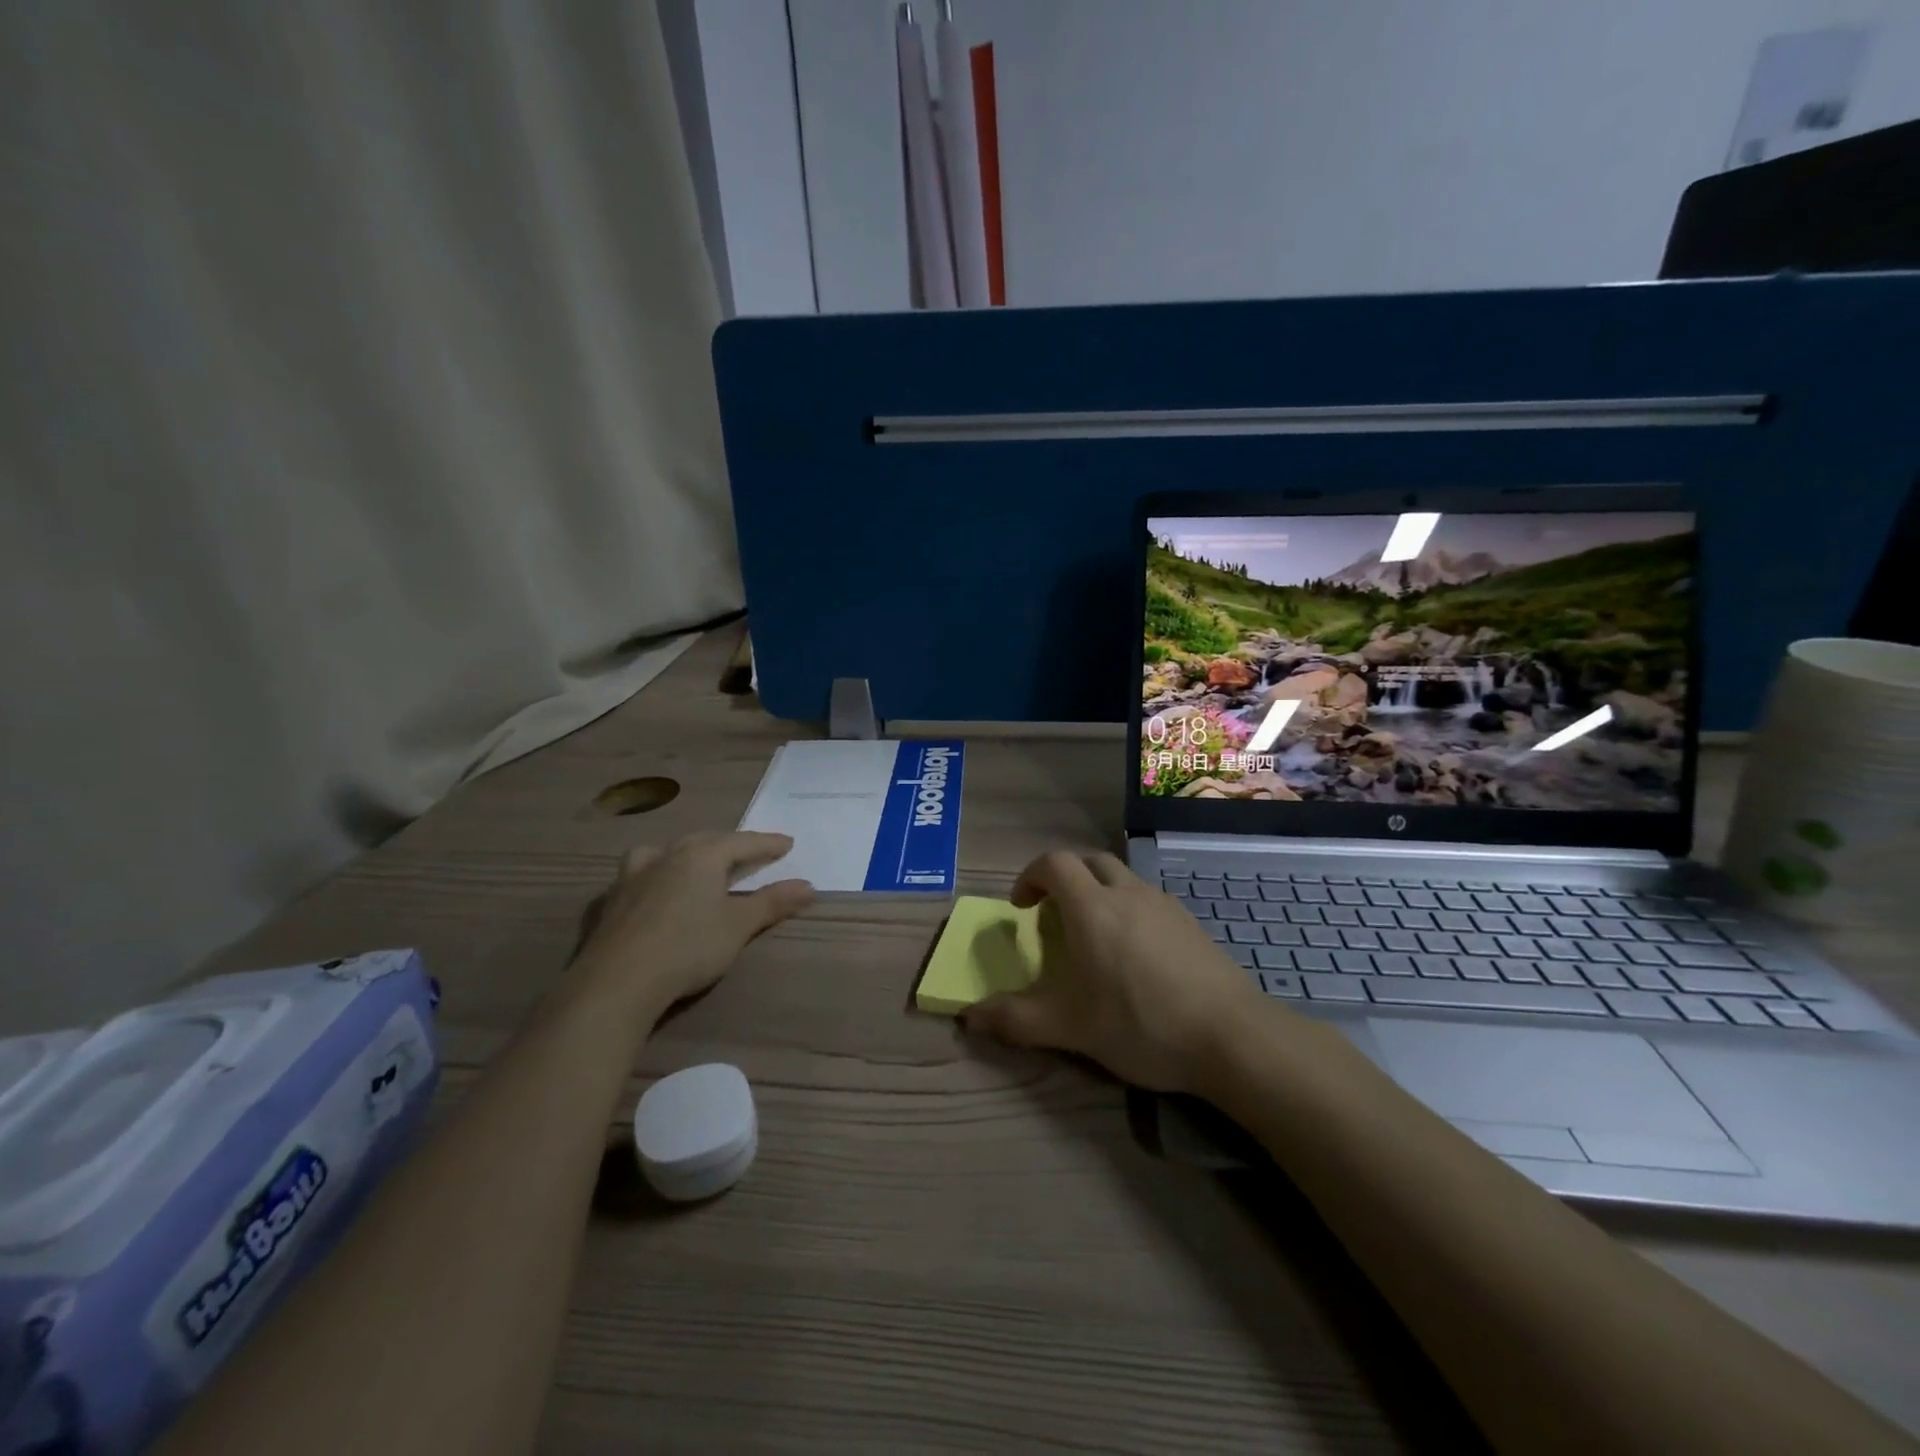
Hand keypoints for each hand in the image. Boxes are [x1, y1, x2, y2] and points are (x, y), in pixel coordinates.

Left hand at [571, 831, 811, 1015]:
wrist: (618, 981)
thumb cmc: (688, 948)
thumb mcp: (738, 926)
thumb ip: (773, 903)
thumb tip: (809, 886)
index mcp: (702, 856)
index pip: (743, 842)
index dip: (767, 844)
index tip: (788, 844)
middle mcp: (668, 855)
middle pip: (707, 841)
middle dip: (731, 844)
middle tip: (751, 852)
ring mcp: (635, 874)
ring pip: (668, 850)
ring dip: (689, 851)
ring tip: (698, 859)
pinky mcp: (613, 898)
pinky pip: (642, 870)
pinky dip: (658, 870)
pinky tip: (656, 886)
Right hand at [960, 851, 1265, 1093]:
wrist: (1231, 1036)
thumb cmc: (1140, 1024)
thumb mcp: (1069, 1028)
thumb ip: (1015, 1019)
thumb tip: (969, 1017)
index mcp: (1092, 907)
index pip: (1053, 863)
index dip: (1030, 876)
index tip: (1021, 908)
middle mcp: (1127, 893)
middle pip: (1088, 861)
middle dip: (1065, 879)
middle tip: (1055, 916)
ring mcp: (1164, 905)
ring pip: (1122, 879)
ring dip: (1099, 893)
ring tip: (1095, 939)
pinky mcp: (1191, 923)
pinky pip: (1149, 901)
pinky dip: (1130, 911)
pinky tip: (1137, 958)